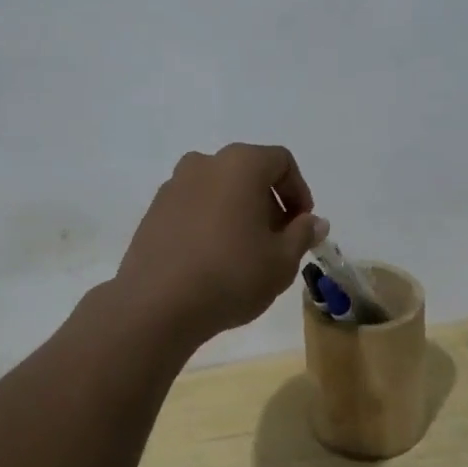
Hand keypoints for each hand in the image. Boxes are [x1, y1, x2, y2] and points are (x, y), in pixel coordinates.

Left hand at [112, 144, 321, 348]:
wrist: (156, 305)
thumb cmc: (231, 275)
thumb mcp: (282, 260)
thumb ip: (302, 234)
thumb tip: (314, 222)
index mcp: (240, 164)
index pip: (281, 161)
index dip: (298, 191)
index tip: (302, 225)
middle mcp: (205, 163)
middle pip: (248, 172)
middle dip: (268, 203)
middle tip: (277, 241)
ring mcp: (174, 185)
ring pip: (219, 189)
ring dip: (238, 212)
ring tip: (244, 253)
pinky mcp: (154, 210)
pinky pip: (194, 206)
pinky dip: (210, 222)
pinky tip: (212, 258)